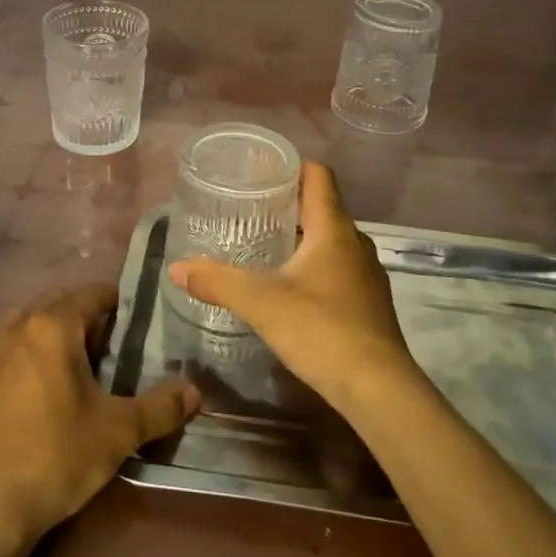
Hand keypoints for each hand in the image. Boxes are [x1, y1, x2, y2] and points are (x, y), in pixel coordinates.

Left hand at [0, 284, 199, 541]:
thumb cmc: (56, 454)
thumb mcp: (118, 431)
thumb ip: (160, 408)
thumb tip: (195, 392)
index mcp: (53, 326)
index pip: (92, 295)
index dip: (119, 302)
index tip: (141, 320)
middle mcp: (19, 327)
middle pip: (61, 307)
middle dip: (89, 320)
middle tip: (118, 347)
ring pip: (34, 328)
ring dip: (60, 338)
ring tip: (86, 368)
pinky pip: (14, 352)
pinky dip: (35, 358)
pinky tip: (49, 390)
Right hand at [168, 163, 424, 414]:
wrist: (378, 390)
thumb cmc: (321, 330)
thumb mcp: (261, 303)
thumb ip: (218, 281)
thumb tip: (176, 268)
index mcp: (333, 229)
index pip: (318, 176)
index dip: (291, 166)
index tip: (260, 170)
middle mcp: (355, 244)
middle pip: (322, 208)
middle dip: (288, 204)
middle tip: (249, 208)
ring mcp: (366, 275)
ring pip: (330, 241)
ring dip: (301, 237)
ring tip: (264, 245)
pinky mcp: (368, 304)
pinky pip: (337, 269)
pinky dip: (313, 266)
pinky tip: (289, 287)